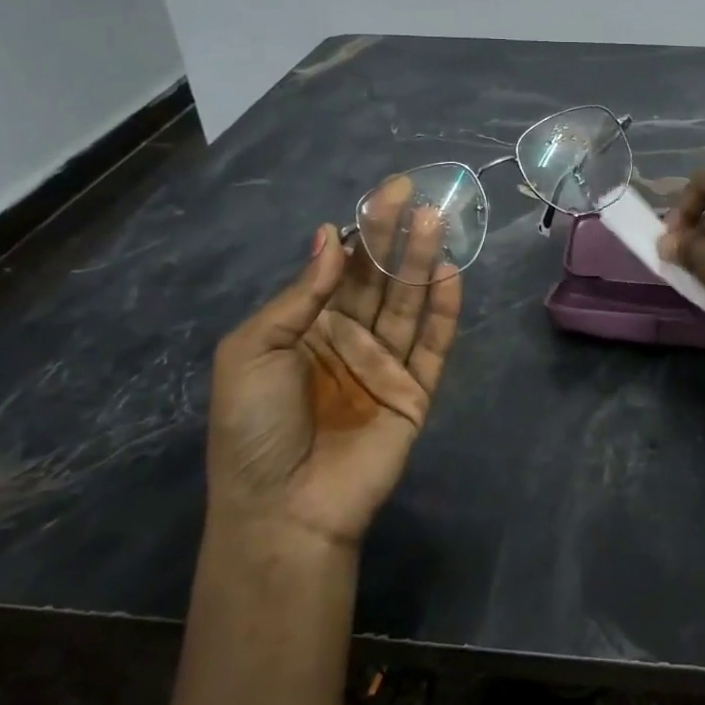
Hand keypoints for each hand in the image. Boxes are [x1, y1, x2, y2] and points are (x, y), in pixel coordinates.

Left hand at [207, 183, 460, 552]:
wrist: (283, 510)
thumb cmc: (254, 428)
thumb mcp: (253, 351)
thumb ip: (299, 296)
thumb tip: (328, 237)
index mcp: (308, 328)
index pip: (342, 268)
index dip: (363, 231)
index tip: (385, 194)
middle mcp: (350, 339)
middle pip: (380, 279)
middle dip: (397, 237)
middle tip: (418, 196)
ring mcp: (385, 365)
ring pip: (409, 303)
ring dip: (423, 262)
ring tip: (437, 221)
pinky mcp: (416, 391)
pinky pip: (433, 343)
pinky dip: (444, 309)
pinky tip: (451, 274)